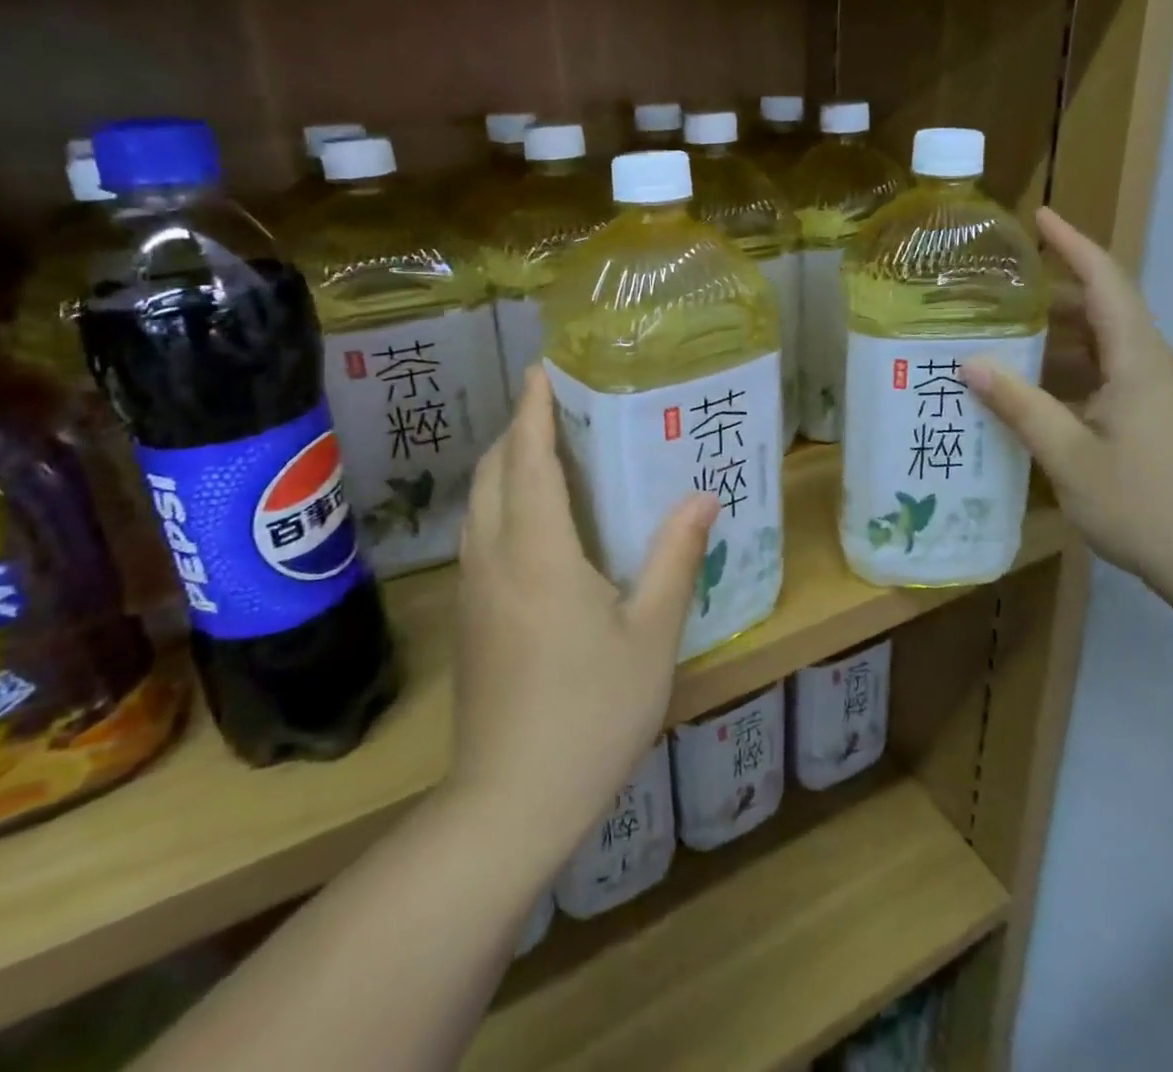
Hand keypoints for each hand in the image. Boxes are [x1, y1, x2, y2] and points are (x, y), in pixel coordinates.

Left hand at [450, 367, 716, 855]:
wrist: (511, 802)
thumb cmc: (591, 712)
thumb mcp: (651, 634)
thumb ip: (675, 558)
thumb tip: (702, 497)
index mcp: (538, 552)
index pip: (528, 459)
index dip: (534, 410)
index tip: (543, 371)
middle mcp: (494, 558)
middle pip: (493, 472)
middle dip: (518, 430)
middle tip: (558, 407)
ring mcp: (473, 589)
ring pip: (480, 504)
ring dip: (507, 465)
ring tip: (549, 451)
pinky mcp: (470, 617)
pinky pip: (480, 535)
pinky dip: (502, 502)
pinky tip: (537, 520)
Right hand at [962, 208, 1172, 604]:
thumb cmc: (1145, 504)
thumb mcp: (1069, 455)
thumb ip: (1020, 405)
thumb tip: (971, 363)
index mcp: (1141, 361)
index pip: (1106, 282)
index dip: (1073, 245)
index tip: (1040, 217)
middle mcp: (1158, 367)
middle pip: (1107, 313)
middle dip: (1056, 298)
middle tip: (1001, 296)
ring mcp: (1168, 398)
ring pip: (1110, 352)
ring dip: (1063, 345)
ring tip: (1009, 348)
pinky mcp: (1168, 425)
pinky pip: (1117, 382)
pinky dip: (1078, 378)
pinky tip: (1043, 402)